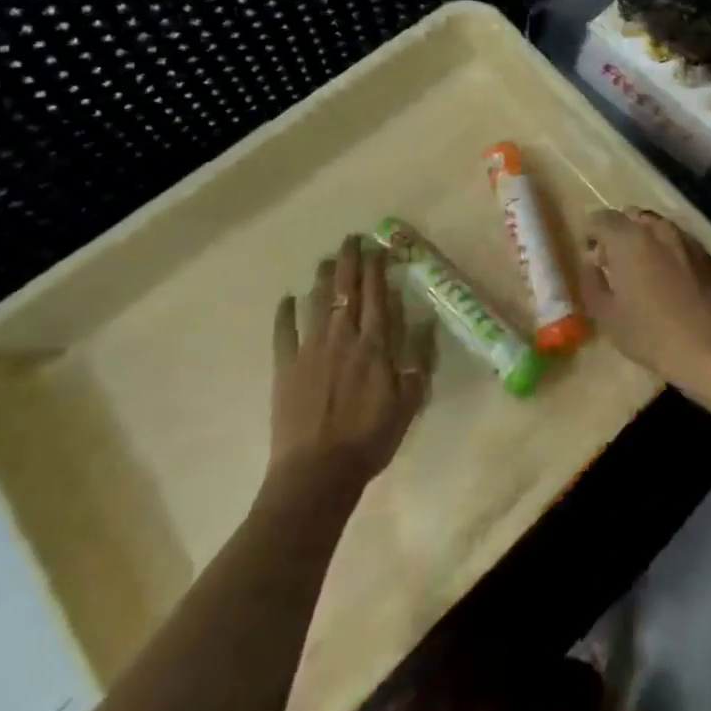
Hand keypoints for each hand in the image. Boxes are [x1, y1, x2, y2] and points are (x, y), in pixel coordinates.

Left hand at [270, 235, 433, 485]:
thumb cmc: (370, 438)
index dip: (377, 267)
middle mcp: (343, 336)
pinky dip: (285, 313)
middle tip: (351, 238)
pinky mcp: (286, 367)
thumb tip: (426, 321)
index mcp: (375, 344)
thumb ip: (418, 359)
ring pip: (318, 302)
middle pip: (347, 289)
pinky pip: (284, 332)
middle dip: (350, 260)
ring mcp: (311, 349)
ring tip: (327, 259)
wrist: (318, 472)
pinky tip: (287, 299)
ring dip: (323, 278)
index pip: (377, 294)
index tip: (378, 247)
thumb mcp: (409, 402)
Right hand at [579, 209, 710, 400]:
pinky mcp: (709, 255)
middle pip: (631, 217)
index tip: (590, 254)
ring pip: (658, 228)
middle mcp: (658, 228)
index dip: (591, 233)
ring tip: (644, 271)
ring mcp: (687, 238)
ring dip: (646, 241)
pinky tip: (672, 281)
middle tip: (615, 262)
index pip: (600, 218)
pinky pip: (680, 243)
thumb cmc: (653, 335)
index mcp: (628, 238)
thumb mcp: (608, 317)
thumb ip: (592, 283)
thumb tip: (591, 264)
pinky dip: (669, 253)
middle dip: (619, 233)